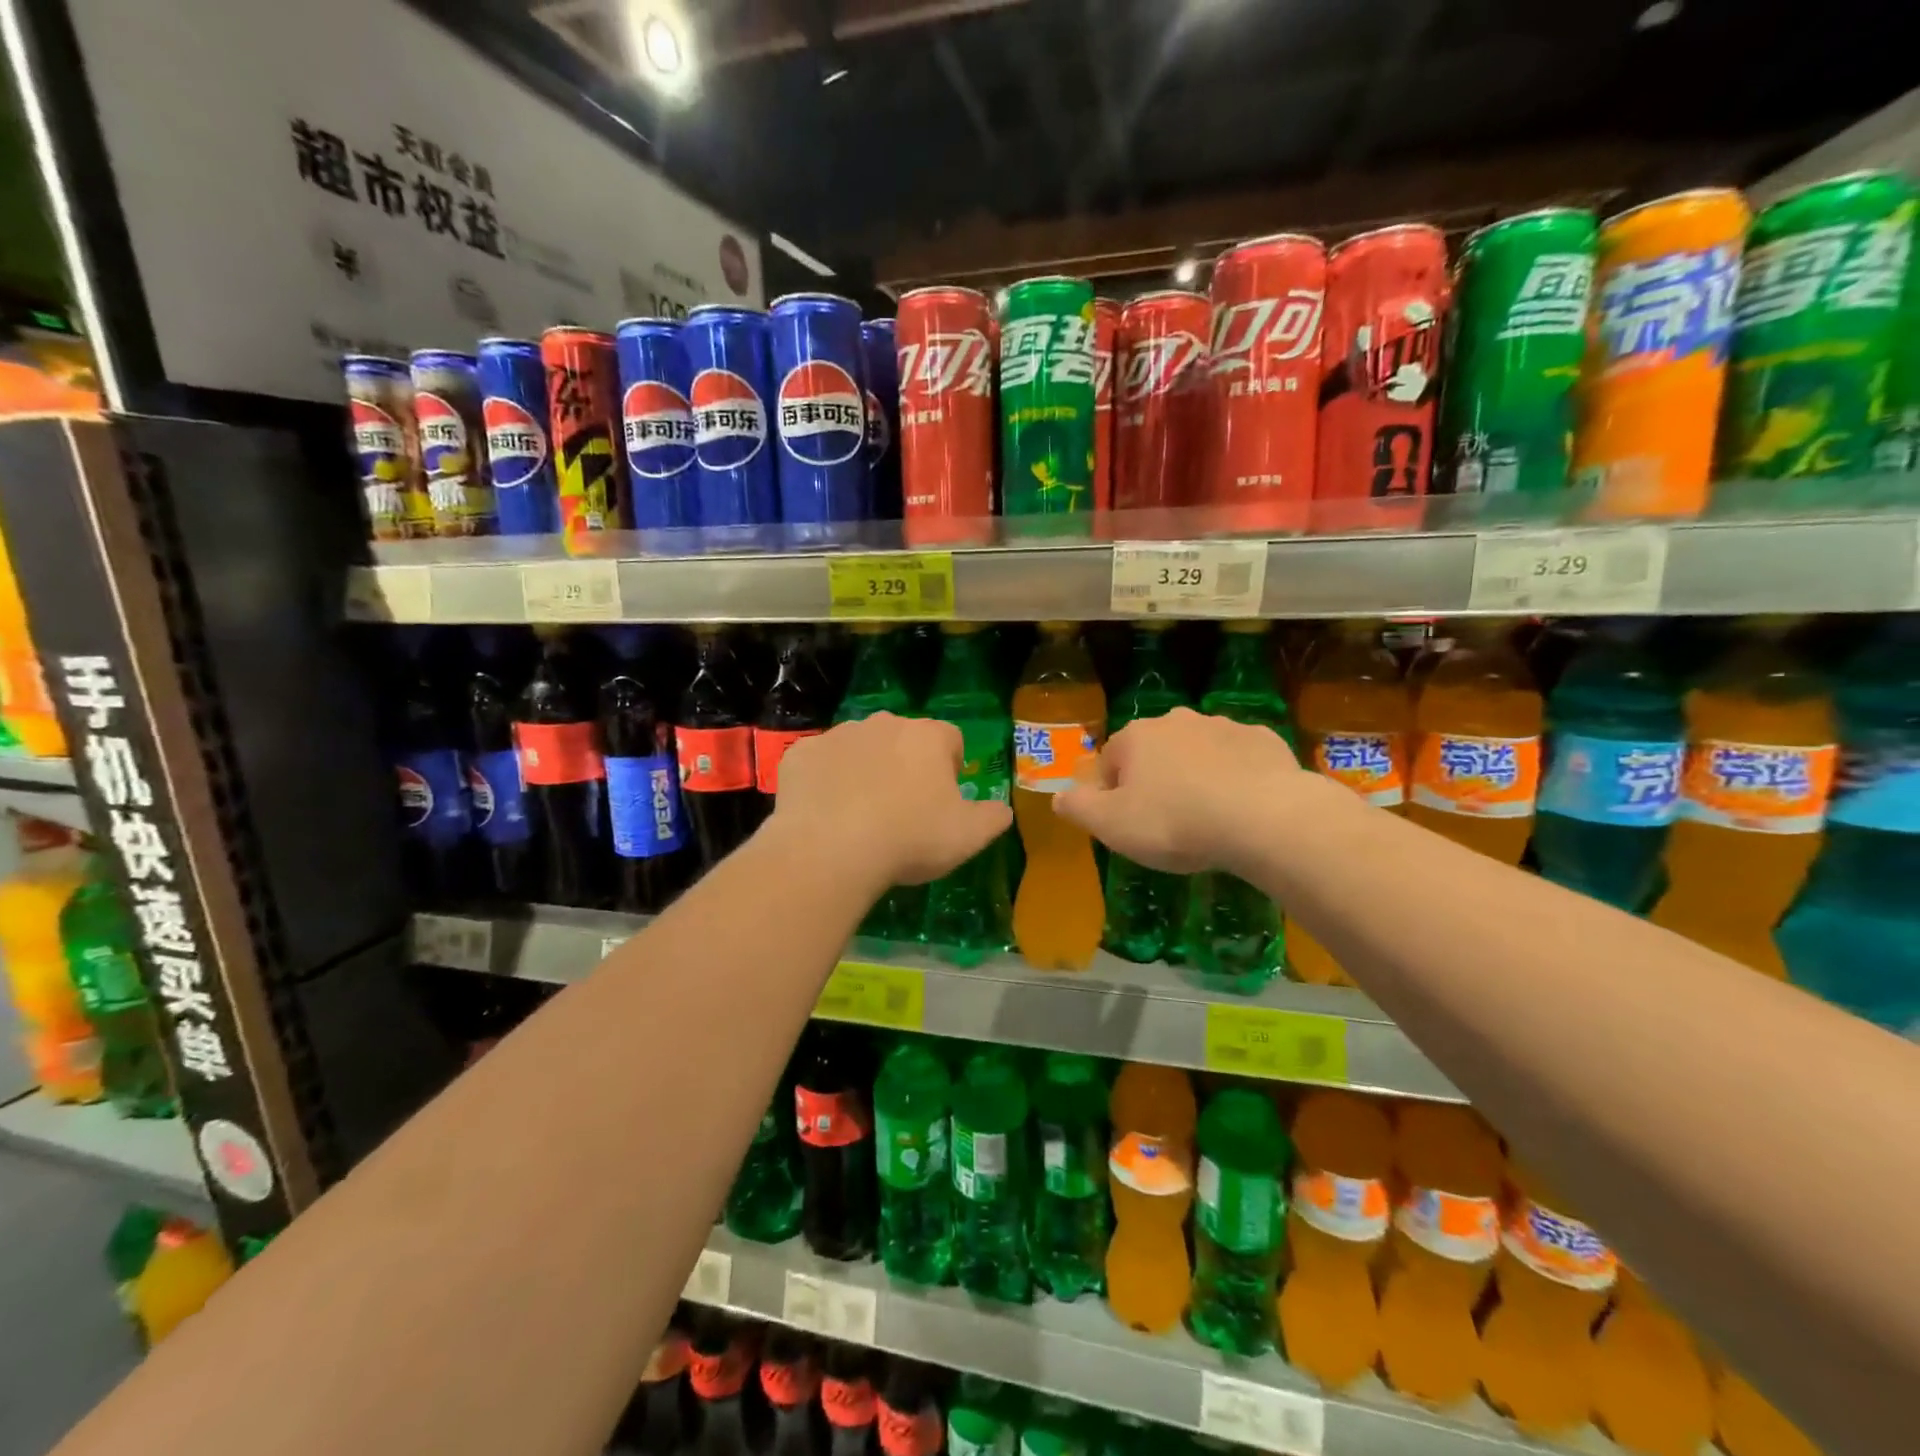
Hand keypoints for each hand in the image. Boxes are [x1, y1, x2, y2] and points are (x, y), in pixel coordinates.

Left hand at [770, 713, 1012, 890]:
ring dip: (865, 770)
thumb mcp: (968, 837)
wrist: (829, 849)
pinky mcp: (801, 754)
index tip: (943, 801)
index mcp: (928, 737)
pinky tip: (825, 814)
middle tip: (903, 811)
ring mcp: (838, 735)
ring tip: (861, 815)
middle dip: (906, 766)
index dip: (951, 769)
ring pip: (860, 748)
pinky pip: (821, 763)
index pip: (951, 740)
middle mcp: (884, 724)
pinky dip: (826, 782)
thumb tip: (1002, 809)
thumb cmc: (909, 839)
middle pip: (904, 740)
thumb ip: (993, 817)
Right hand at [1054, 707, 1304, 873]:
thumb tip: (1057, 797)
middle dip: (1156, 780)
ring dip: (1196, 776)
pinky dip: (1236, 778)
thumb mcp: (1111, 826)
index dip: (1114, 794)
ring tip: (1209, 818)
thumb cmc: (1175, 822)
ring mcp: (1223, 726)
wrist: (1264, 819)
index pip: (1111, 762)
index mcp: (1136, 737)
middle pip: (1155, 752)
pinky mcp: (1264, 740)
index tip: (1130, 824)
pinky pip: (1239, 760)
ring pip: (1198, 752)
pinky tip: (1243, 808)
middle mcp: (1176, 721)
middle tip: (1168, 822)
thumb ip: (1078, 808)